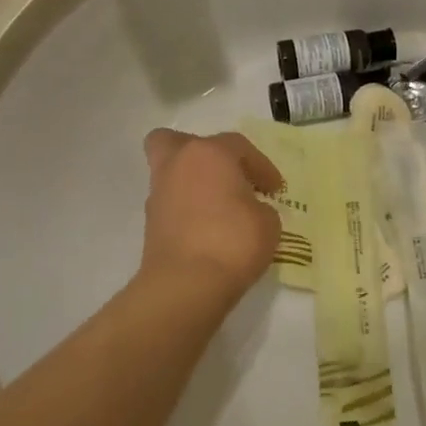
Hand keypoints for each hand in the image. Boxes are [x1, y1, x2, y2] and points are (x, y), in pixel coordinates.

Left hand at [139, 129, 283, 298]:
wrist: (187, 284)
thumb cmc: (233, 241)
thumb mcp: (268, 222)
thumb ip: (260, 206)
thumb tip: (249, 208)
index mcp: (209, 153)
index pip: (239, 146)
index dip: (261, 166)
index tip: (275, 189)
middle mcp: (178, 164)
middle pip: (179, 142)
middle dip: (200, 152)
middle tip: (224, 174)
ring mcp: (159, 193)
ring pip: (172, 173)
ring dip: (193, 183)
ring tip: (219, 207)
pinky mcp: (150, 223)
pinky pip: (172, 203)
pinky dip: (187, 209)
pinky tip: (207, 229)